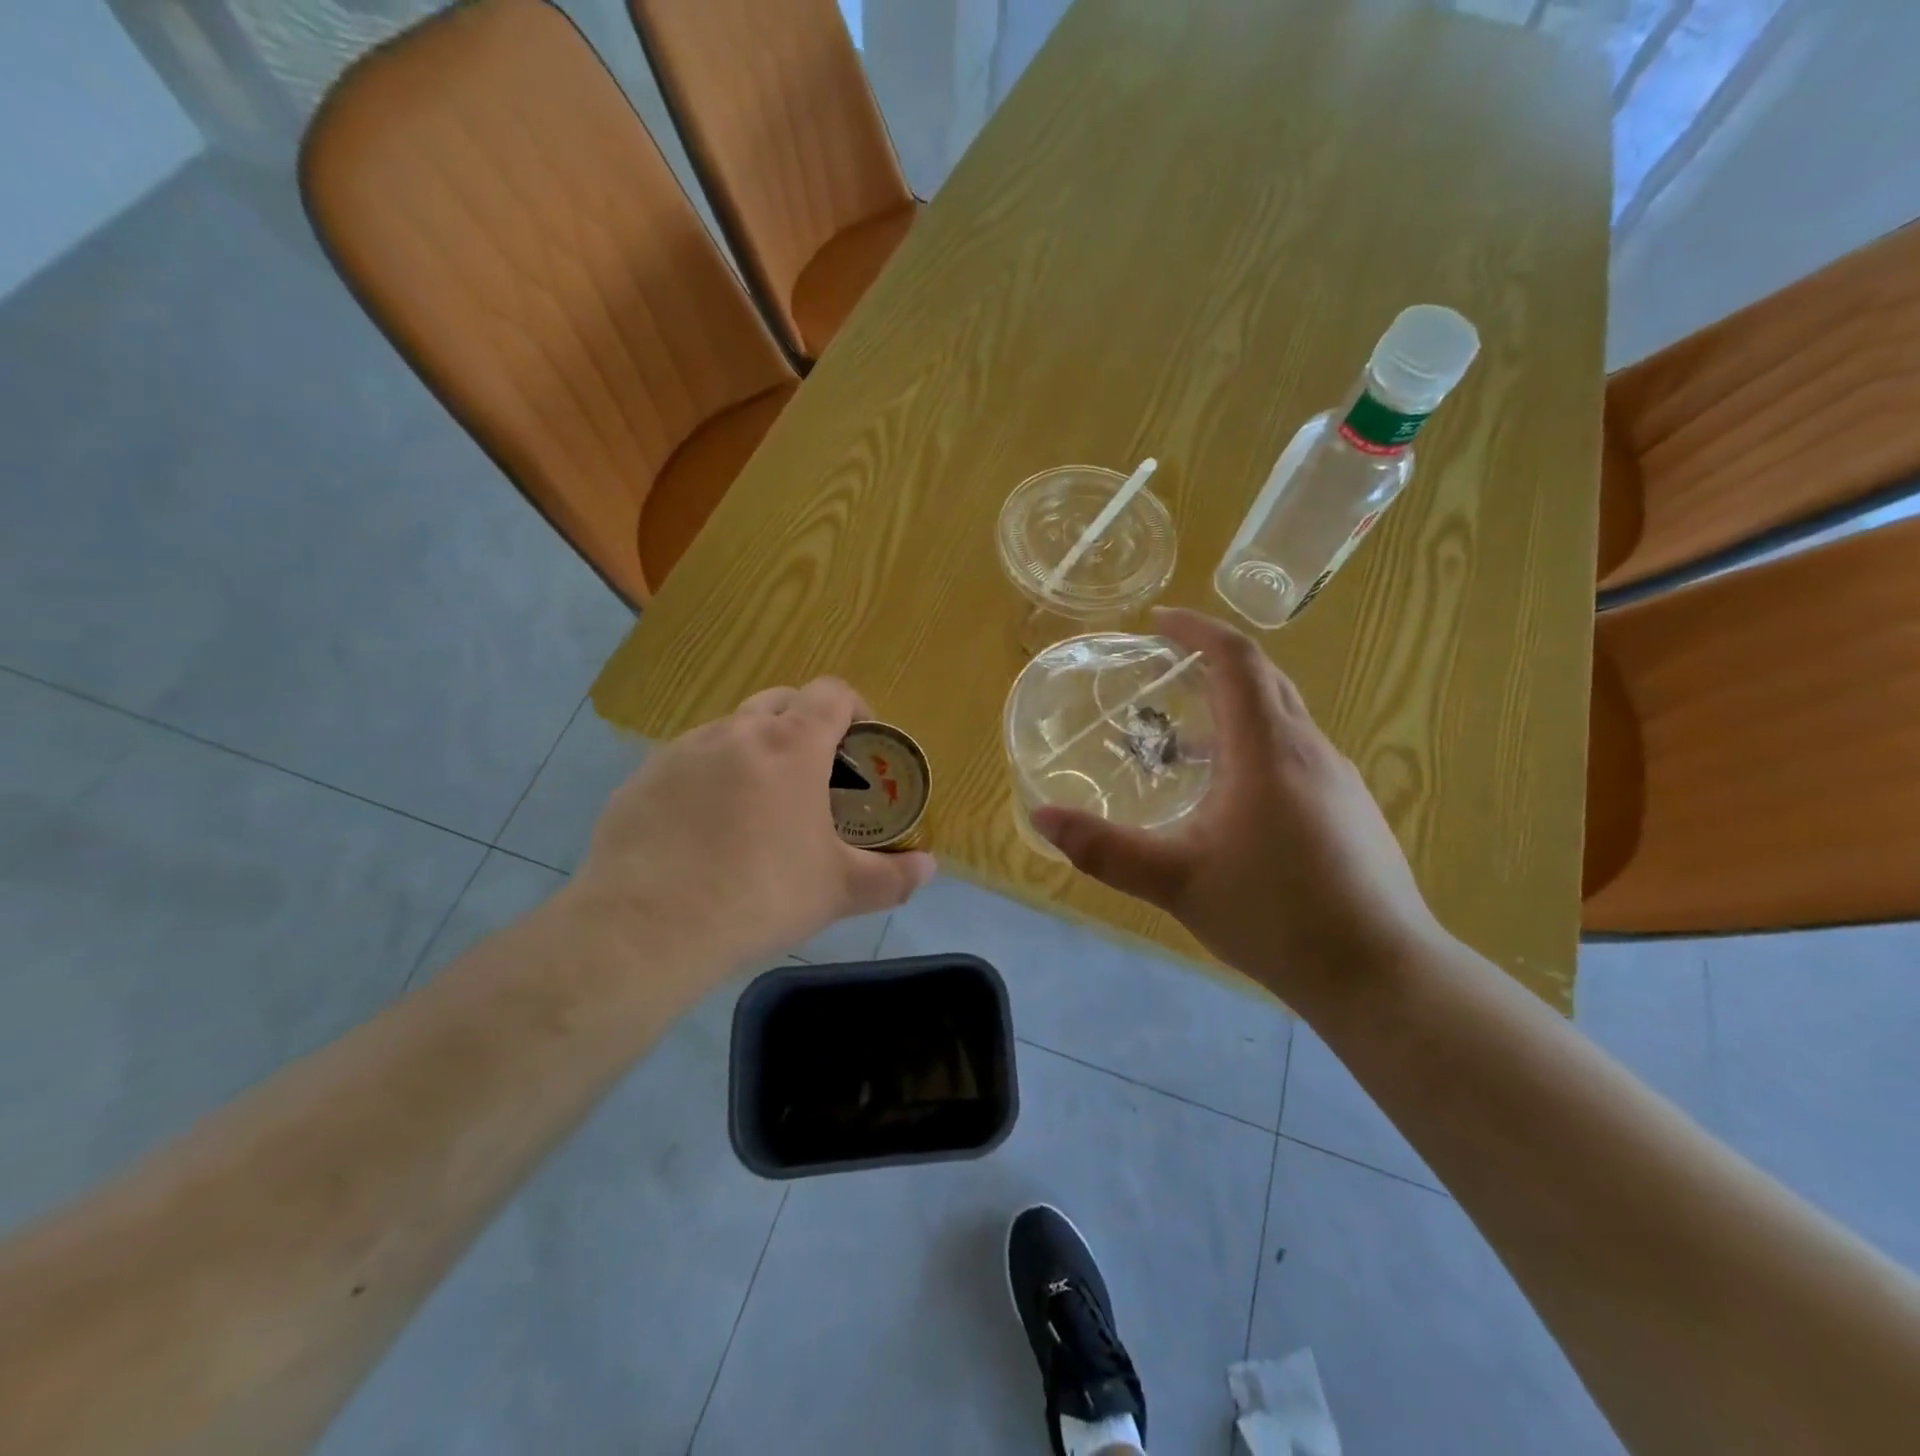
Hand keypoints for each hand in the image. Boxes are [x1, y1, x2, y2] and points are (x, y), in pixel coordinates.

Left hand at [573, 679, 934, 971]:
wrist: (646, 928)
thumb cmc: (761, 895)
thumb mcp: (839, 890)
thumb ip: (893, 876)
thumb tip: (928, 868)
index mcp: (790, 744)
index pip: (832, 693)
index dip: (855, 709)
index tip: (862, 744)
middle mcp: (735, 731)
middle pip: (781, 701)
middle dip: (805, 723)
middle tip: (815, 774)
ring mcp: (682, 751)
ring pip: (730, 730)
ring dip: (754, 750)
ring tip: (758, 806)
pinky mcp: (641, 779)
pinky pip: (687, 763)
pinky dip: (708, 779)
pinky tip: (703, 831)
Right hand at [1030, 608, 1444, 1000]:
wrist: (1379, 973)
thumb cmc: (1275, 915)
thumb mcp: (1175, 882)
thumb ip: (1104, 849)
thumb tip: (1040, 818)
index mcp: (1268, 750)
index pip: (1237, 659)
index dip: (1197, 630)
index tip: (1157, 620)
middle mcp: (1309, 749)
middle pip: (1264, 678)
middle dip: (1213, 659)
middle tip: (1164, 667)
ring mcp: (1337, 779)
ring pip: (1282, 717)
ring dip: (1234, 706)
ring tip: (1183, 737)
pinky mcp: (1348, 809)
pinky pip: (1295, 751)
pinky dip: (1255, 744)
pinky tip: (1228, 796)